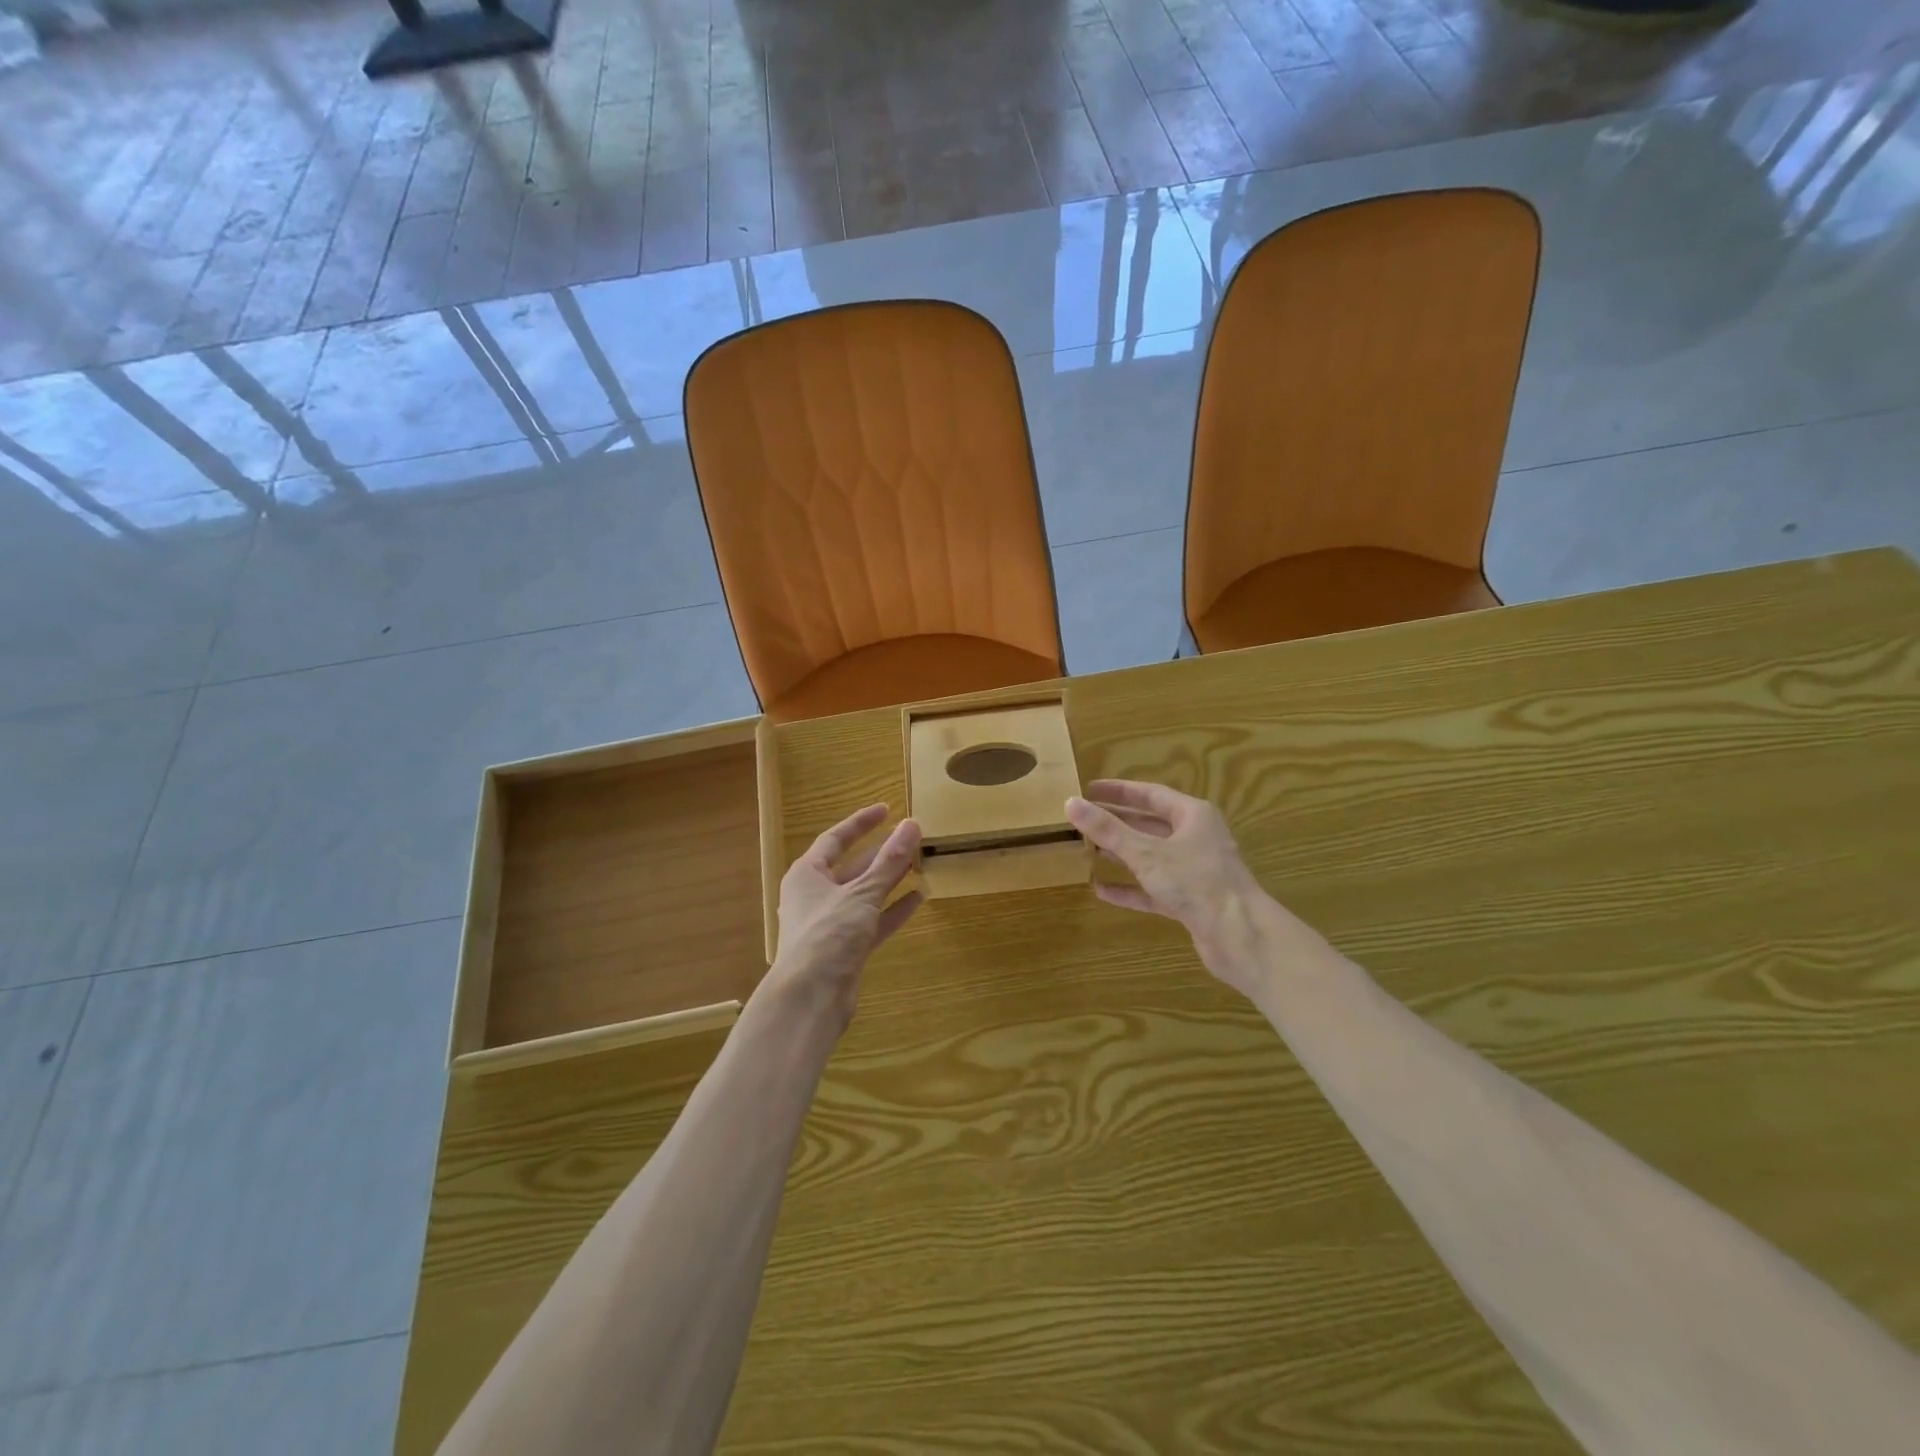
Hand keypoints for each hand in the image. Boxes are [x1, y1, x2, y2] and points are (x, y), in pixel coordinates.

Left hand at [767, 804, 923, 1028]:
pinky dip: (892, 910)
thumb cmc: (828, 934)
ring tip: (917, 863)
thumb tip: (912, 825)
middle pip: (851, 867)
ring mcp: (831, 924)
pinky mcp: (845, 948)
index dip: (861, 823)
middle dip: (879, 853)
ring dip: (889, 881)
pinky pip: (872, 921)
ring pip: (864, 894)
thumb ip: (889, 861)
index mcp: (807, 874)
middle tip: (909, 838)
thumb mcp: (862, 893)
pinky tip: (919, 899)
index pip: (835, 838)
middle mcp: (815, 895)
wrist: (810, 998)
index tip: (887, 809)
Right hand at [1066, 779, 1268, 984]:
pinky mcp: (1191, 901)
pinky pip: (1154, 889)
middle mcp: (1195, 838)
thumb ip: (1108, 830)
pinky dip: (1130, 888)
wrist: (1239, 935)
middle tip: (1084, 819)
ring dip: (1122, 854)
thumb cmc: (1195, 881)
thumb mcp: (1146, 853)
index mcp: (1192, 816)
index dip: (1119, 791)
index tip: (1090, 789)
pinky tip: (1102, 890)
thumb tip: (1070, 803)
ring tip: (1089, 850)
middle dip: (1118, 822)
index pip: (1150, 795)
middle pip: (1150, 824)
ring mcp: (1194, 871)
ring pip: (1151, 857)